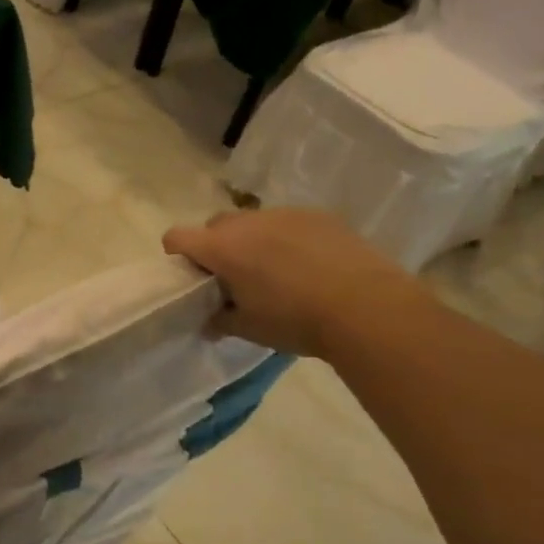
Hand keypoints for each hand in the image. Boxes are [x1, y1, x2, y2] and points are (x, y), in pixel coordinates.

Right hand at [163, 209, 424, 356]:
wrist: (366, 307)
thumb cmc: (295, 320)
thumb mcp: (249, 329)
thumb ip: (220, 321)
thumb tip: (209, 323)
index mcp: (221, 248)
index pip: (176, 237)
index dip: (177, 254)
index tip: (192, 276)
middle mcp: (247, 222)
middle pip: (214, 226)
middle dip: (217, 247)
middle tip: (235, 277)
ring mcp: (284, 214)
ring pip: (253, 221)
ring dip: (253, 241)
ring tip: (277, 271)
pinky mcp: (317, 215)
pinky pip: (288, 222)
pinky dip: (287, 238)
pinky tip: (309, 265)